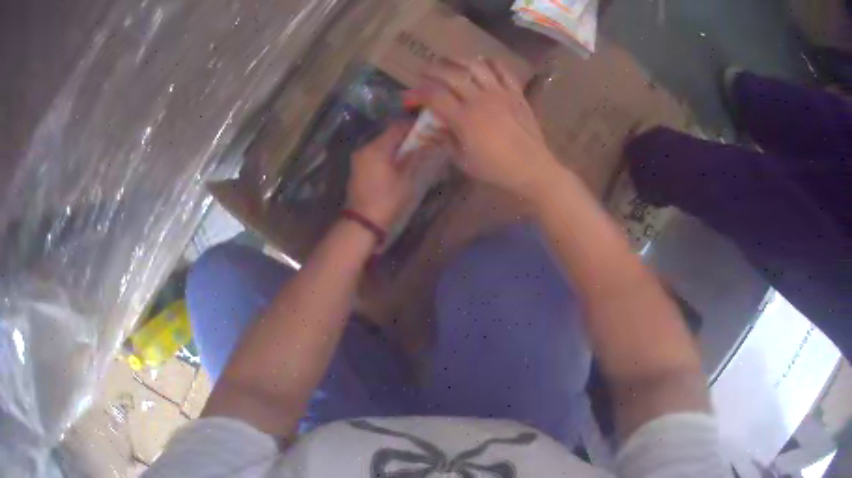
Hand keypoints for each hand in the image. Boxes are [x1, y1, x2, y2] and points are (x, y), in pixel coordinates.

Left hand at [346, 121, 420, 229]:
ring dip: (397, 146)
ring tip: (413, 153)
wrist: (363, 223)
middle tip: (423, 142)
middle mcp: (365, 149)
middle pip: (388, 135)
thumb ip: (416, 158)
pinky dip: (388, 155)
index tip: (428, 130)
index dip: (413, 126)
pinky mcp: (358, 168)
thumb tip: (429, 144)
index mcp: (376, 148)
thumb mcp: (406, 179)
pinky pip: (375, 155)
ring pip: (381, 145)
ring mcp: (359, 159)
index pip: (396, 127)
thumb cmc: (387, 200)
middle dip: (406, 137)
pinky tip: (399, 164)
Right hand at [418, 58, 561, 200]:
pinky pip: (503, 70)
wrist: (532, 169)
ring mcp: (500, 94)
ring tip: (449, 62)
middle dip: (433, 69)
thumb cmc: (496, 169)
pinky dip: (490, 63)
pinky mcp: (516, 93)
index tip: (410, 94)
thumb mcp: (463, 160)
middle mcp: (480, 100)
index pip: (435, 96)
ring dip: (458, 60)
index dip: (419, 92)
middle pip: (452, 74)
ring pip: (476, 66)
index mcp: (465, 119)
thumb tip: (430, 127)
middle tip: (424, 71)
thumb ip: (445, 140)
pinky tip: (482, 63)